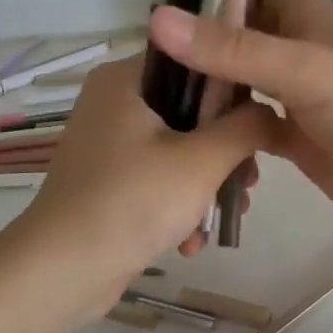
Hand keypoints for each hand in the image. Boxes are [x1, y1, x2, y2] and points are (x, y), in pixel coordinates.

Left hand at [4, 55, 277, 322]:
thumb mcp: (202, 161)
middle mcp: (114, 102)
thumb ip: (246, 127)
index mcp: (125, 79)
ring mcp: (109, 143)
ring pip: (180, 148)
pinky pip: (158, 176)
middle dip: (225, 152)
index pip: (193, 60)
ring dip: (208, 184)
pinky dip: (179, 204)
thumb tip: (272, 113)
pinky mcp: (109, 179)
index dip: (234, 88)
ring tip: (229, 214)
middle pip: (191, 110)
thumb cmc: (132, 201)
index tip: (261, 123)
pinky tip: (193, 241)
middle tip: (248, 180)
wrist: (60, 273)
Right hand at [147, 0, 332, 252]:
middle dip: (200, 44)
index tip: (160, 3)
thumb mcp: (305, 72)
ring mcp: (298, 99)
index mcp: (309, 20)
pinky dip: (227, 133)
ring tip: (154, 99)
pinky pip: (251, 128)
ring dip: (209, 90)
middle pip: (241, 37)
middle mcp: (300, 53)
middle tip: (144, 61)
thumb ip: (235, 48)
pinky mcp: (297, 140)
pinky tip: (194, 142)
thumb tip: (159, 19)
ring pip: (242, 84)